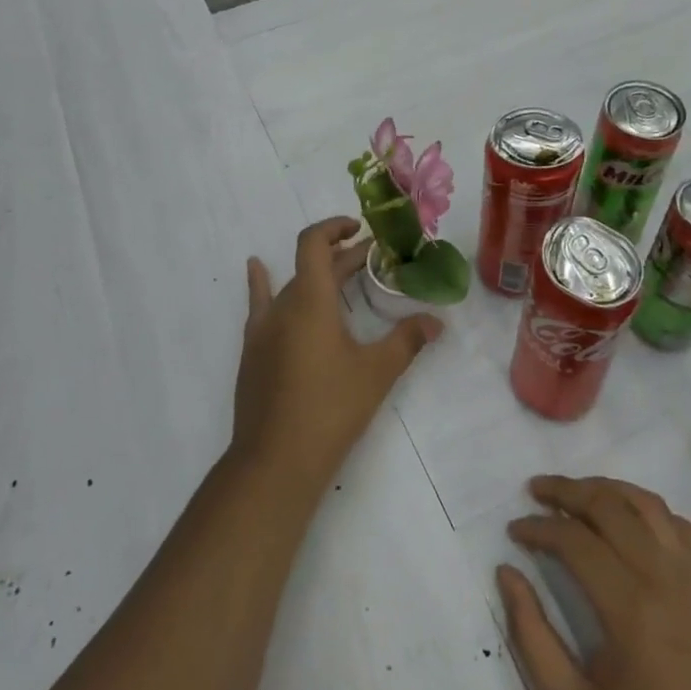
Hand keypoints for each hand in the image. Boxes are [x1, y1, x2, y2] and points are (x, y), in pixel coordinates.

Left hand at [231, 217, 441, 492]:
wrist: (274, 462)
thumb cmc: (330, 410)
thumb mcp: (376, 373)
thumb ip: (407, 341)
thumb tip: (438, 321)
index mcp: (310, 300)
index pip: (314, 242)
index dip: (335, 227)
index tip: (360, 229)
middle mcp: (281, 305)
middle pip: (310, 265)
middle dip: (343, 258)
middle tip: (374, 261)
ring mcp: (262, 329)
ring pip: (291, 286)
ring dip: (316, 276)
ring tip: (341, 275)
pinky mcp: (253, 351)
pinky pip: (261, 306)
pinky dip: (262, 283)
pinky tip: (255, 268)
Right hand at [498, 477, 690, 689]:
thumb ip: (532, 637)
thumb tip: (506, 573)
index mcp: (633, 611)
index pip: (575, 541)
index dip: (538, 528)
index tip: (513, 532)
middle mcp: (668, 581)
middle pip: (611, 506)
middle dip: (567, 491)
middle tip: (535, 491)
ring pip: (649, 505)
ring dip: (609, 490)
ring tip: (576, 495)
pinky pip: (685, 530)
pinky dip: (654, 513)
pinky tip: (633, 524)